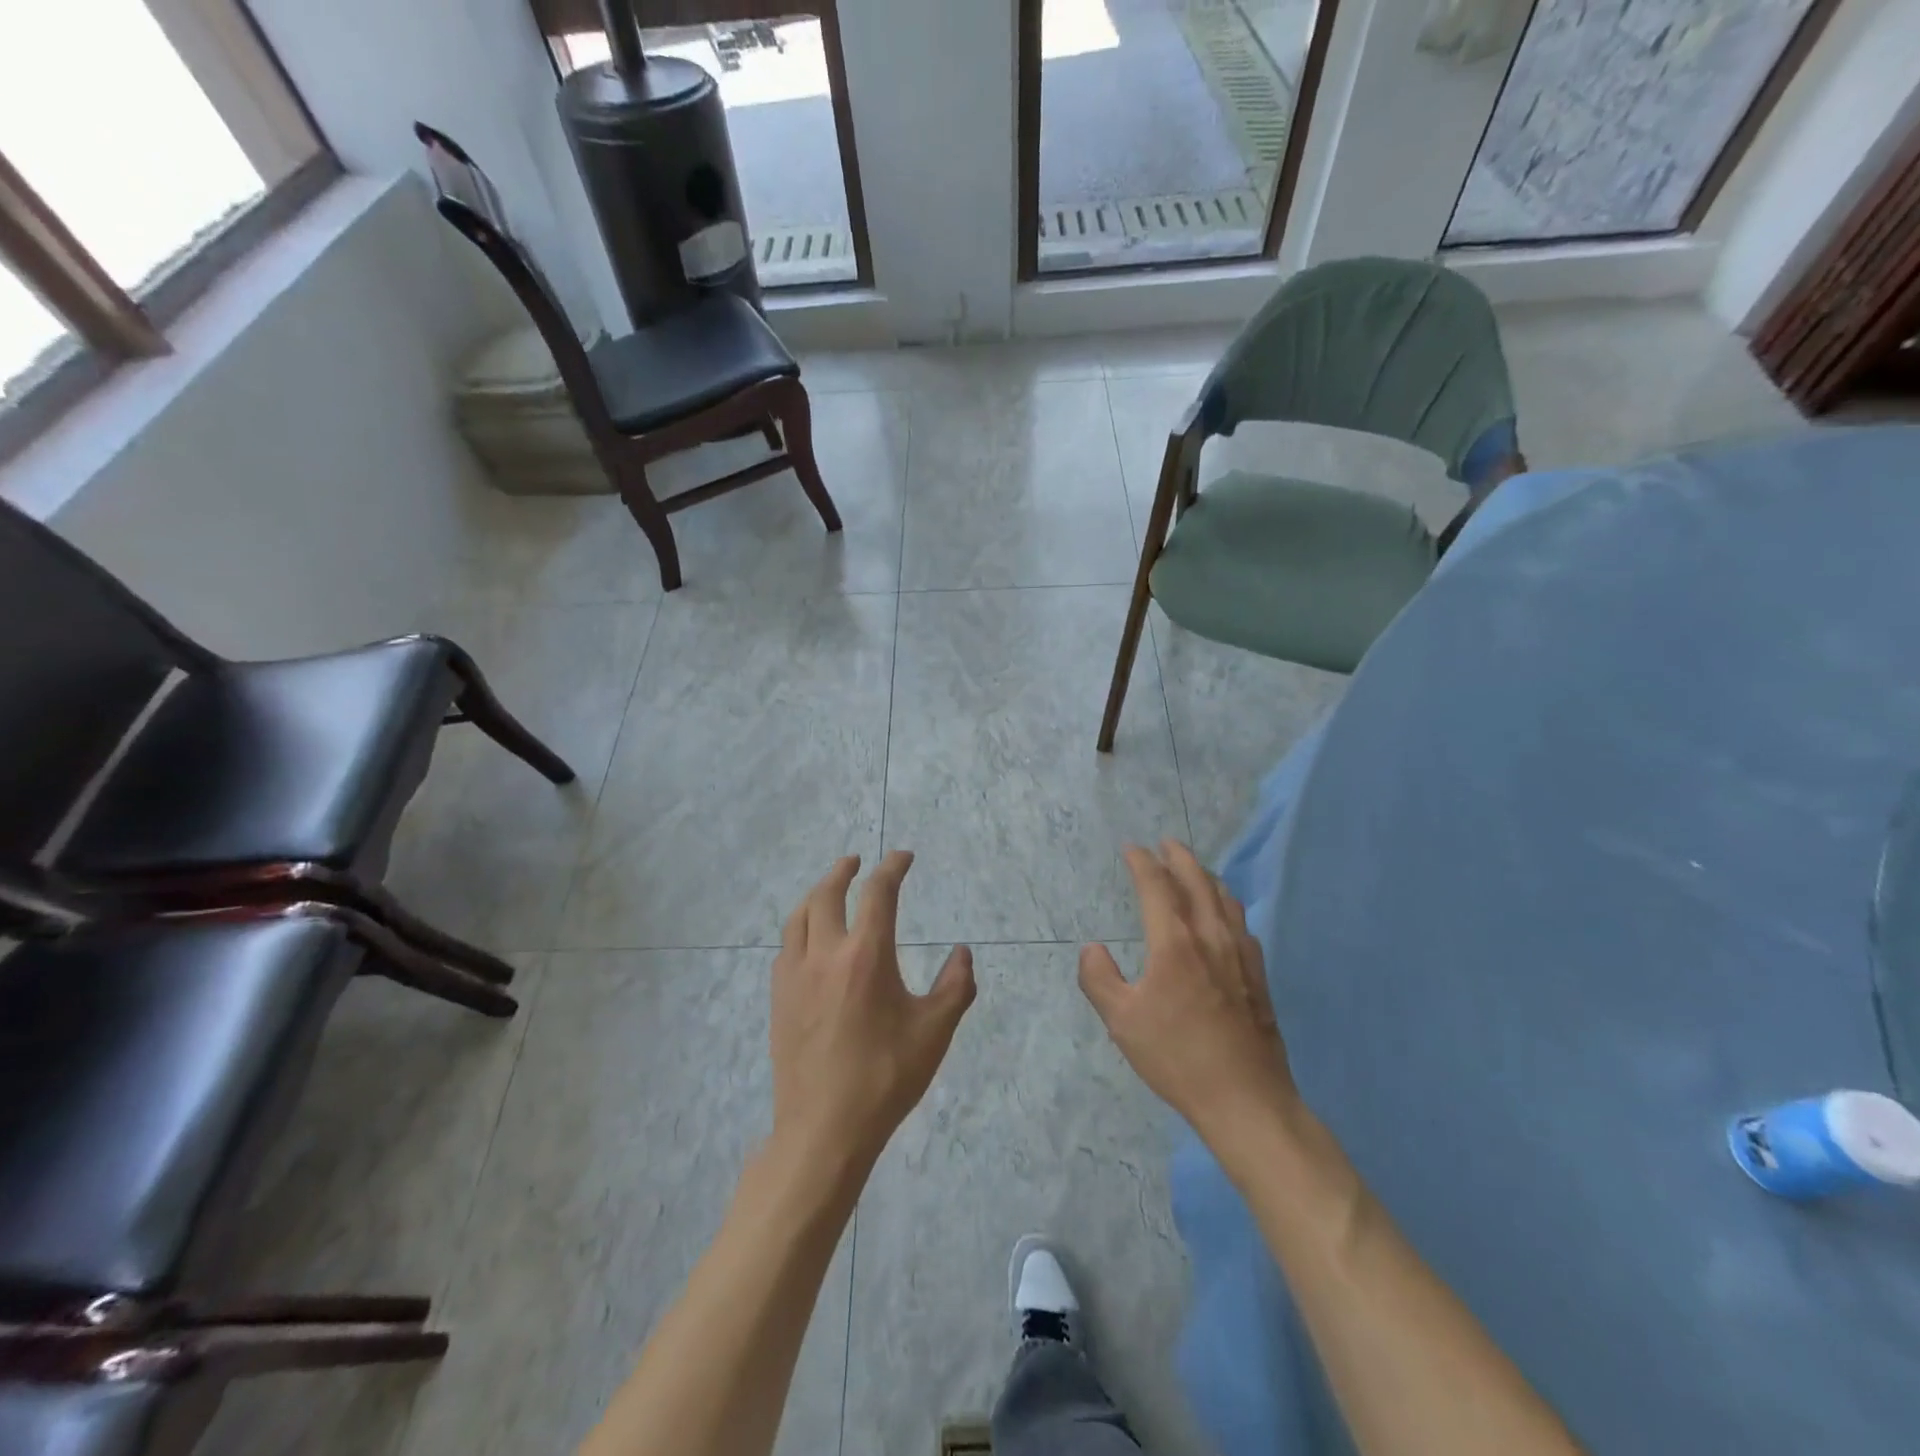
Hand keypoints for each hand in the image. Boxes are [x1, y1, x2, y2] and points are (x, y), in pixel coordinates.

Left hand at [770, 851, 974, 1171]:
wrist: (824, 1128)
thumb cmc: (886, 1077)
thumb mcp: (935, 1031)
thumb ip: (955, 986)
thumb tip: (962, 952)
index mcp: (866, 955)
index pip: (878, 893)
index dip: (892, 867)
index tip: (903, 856)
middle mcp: (825, 954)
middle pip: (826, 894)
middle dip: (843, 871)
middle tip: (856, 861)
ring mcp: (794, 975)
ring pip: (799, 917)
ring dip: (816, 895)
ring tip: (828, 890)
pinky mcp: (778, 998)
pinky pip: (786, 946)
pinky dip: (800, 927)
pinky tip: (808, 940)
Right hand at [1079, 841, 1298, 1149]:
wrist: (1245, 1098)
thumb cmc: (1176, 1056)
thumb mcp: (1121, 1021)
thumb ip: (1099, 979)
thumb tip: (1093, 948)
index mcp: (1174, 942)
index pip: (1157, 886)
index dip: (1142, 862)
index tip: (1132, 848)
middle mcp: (1210, 937)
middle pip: (1197, 882)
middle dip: (1180, 857)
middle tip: (1166, 843)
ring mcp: (1240, 955)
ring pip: (1225, 899)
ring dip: (1206, 876)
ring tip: (1195, 870)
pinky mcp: (1258, 976)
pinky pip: (1242, 924)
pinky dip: (1228, 906)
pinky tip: (1225, 917)